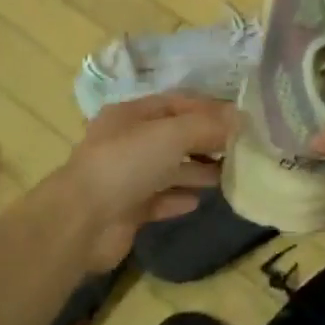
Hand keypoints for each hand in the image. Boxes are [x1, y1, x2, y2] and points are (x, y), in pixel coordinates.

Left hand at [54, 95, 236, 269]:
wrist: (82, 221)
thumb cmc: (126, 164)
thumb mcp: (170, 134)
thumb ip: (206, 125)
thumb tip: (239, 119)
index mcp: (131, 115)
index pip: (176, 104)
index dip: (208, 109)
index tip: (241, 121)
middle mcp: (127, 143)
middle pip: (174, 137)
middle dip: (206, 142)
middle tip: (241, 152)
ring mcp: (126, 178)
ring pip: (169, 170)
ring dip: (197, 171)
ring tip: (229, 176)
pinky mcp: (128, 210)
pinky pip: (160, 200)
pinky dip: (178, 199)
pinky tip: (199, 202)